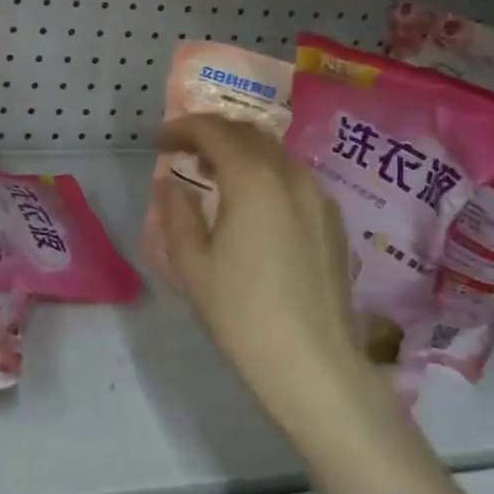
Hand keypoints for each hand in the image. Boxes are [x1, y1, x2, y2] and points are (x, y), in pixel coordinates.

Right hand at [156, 115, 372, 429]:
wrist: (312, 364)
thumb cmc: (242, 313)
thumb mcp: (192, 264)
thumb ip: (176, 213)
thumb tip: (171, 183)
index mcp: (253, 180)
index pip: (215, 131)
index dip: (182, 129)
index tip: (159, 142)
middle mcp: (291, 176)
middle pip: (248, 134)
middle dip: (212, 133)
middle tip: (183, 151)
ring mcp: (319, 197)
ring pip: (275, 153)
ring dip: (240, 151)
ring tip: (212, 173)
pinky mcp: (333, 221)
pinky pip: (294, 177)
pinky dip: (265, 172)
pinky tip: (251, 201)